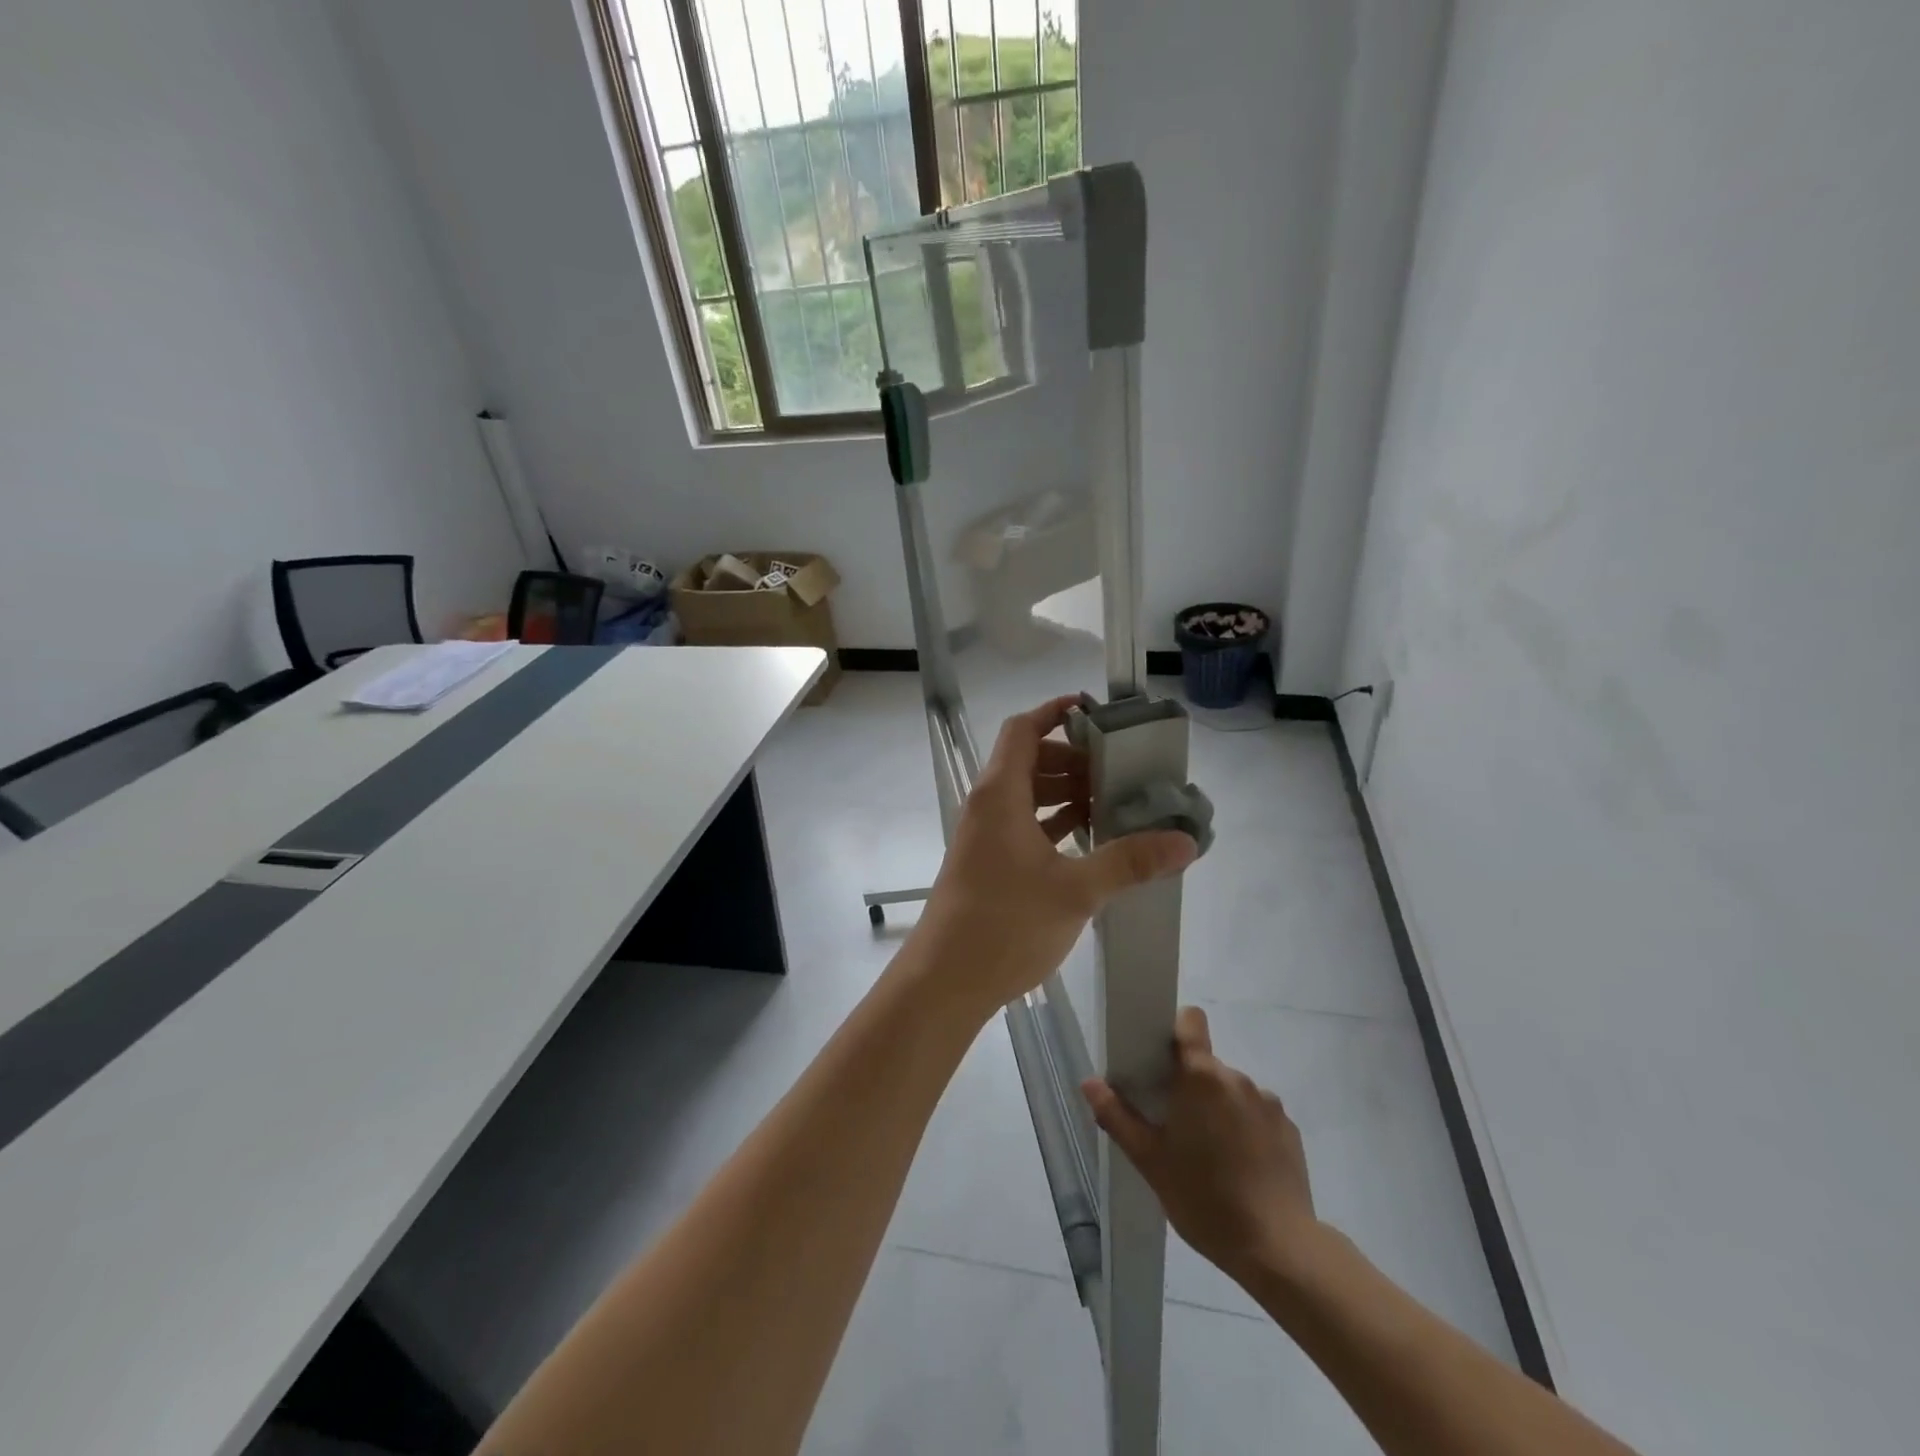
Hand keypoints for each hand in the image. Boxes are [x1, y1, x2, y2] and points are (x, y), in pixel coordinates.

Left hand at [911, 696, 1198, 1019]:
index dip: (1054, 713)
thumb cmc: (1005, 923)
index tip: (1094, 712)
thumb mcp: (1075, 890)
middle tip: (1117, 771)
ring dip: (1064, 793)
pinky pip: (1023, 826)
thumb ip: (1129, 861)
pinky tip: (1088, 840)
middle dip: (1072, 759)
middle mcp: (988, 806)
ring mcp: (985, 836)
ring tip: (1111, 803)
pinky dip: (1053, 823)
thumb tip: (1185, 841)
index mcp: (999, 794)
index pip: (1023, 730)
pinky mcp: (988, 863)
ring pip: (1026, 796)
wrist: (946, 979)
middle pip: (1028, 760)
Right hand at [1083, 1006, 1319, 1286]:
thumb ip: (1117, 1116)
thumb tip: (1089, 1082)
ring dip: (1219, 1108)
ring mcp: (1268, 1103)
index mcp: (1200, 1076)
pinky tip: (1240, 1169)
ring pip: (1232, 1091)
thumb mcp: (1150, 1161)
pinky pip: (1257, 1115)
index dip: (1176, 1030)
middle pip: (1206, 1064)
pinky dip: (1245, 1130)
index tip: (1161, 1059)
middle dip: (1190, 1085)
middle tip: (1176, 1125)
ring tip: (1211, 1154)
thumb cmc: (1204, 1199)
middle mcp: (1236, 1078)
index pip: (1191, 1021)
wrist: (1279, 1250)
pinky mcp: (1289, 1129)